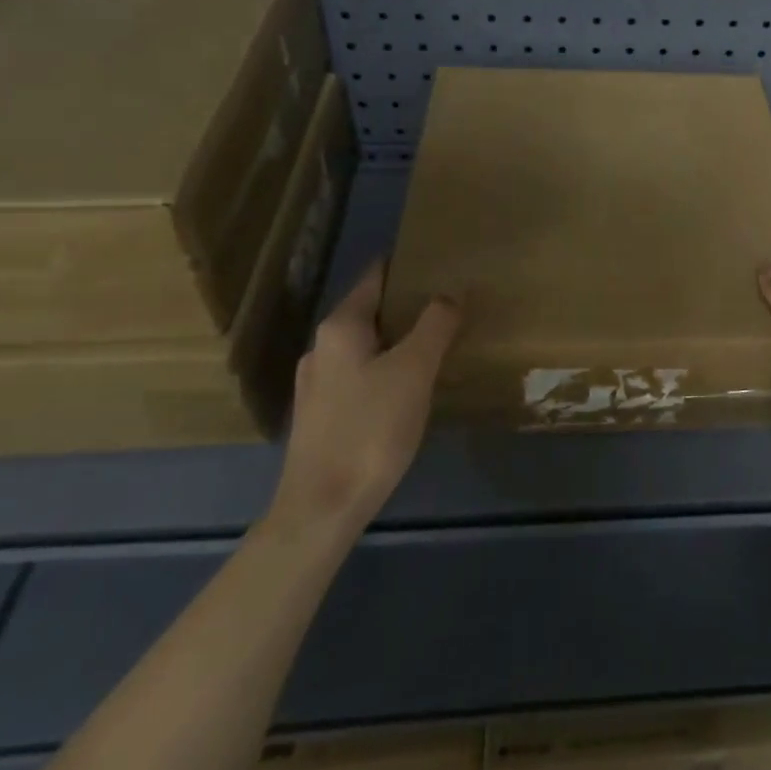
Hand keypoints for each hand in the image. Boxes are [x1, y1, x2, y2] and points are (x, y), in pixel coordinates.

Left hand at [267, 261, 460, 536]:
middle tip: (452, 305)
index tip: (441, 262)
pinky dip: (388, 369)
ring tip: (439, 344)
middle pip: (371, 312)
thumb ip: (434, 325)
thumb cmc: (370, 429)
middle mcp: (323, 348)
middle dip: (409, 306)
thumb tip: (450, 293)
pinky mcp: (323, 416)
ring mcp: (318, 384)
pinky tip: (412, 388)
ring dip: (400, 341)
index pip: (376, 278)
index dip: (407, 267)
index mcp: (340, 328)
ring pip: (367, 347)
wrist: (322, 508)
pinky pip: (362, 376)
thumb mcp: (413, 370)